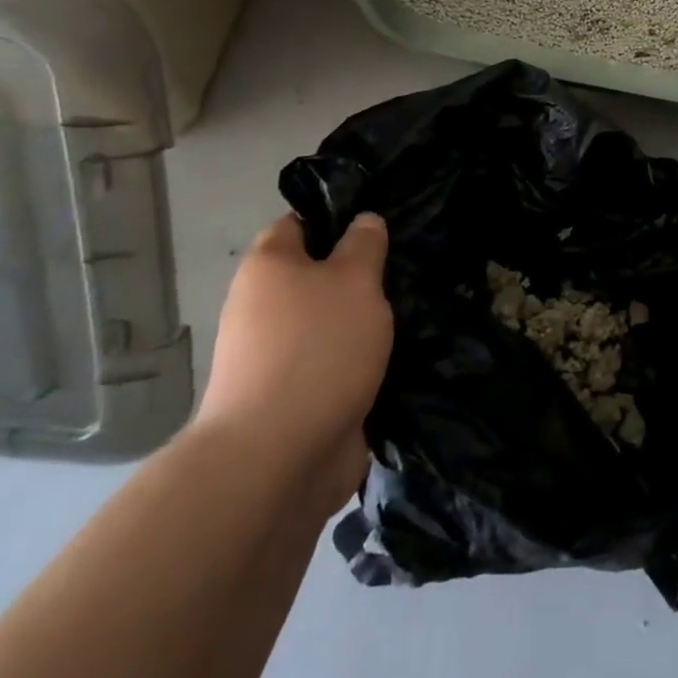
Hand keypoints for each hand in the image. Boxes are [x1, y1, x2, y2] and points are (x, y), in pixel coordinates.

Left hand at [196, 212, 392, 507]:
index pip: (299, 224)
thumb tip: (364, 220)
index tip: (380, 224)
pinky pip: (336, 364)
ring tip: (414, 311)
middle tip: (407, 268)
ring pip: (330, 322)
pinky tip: (402, 355)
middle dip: (360, 275)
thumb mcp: (354, 279)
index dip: (337, 218)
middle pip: (317, 276)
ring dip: (365, 322)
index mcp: (268, 267)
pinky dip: (362, 360)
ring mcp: (277, 357)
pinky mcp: (296, 398)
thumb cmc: (317, 347)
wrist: (278, 458)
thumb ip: (364, 245)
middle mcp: (263, 307)